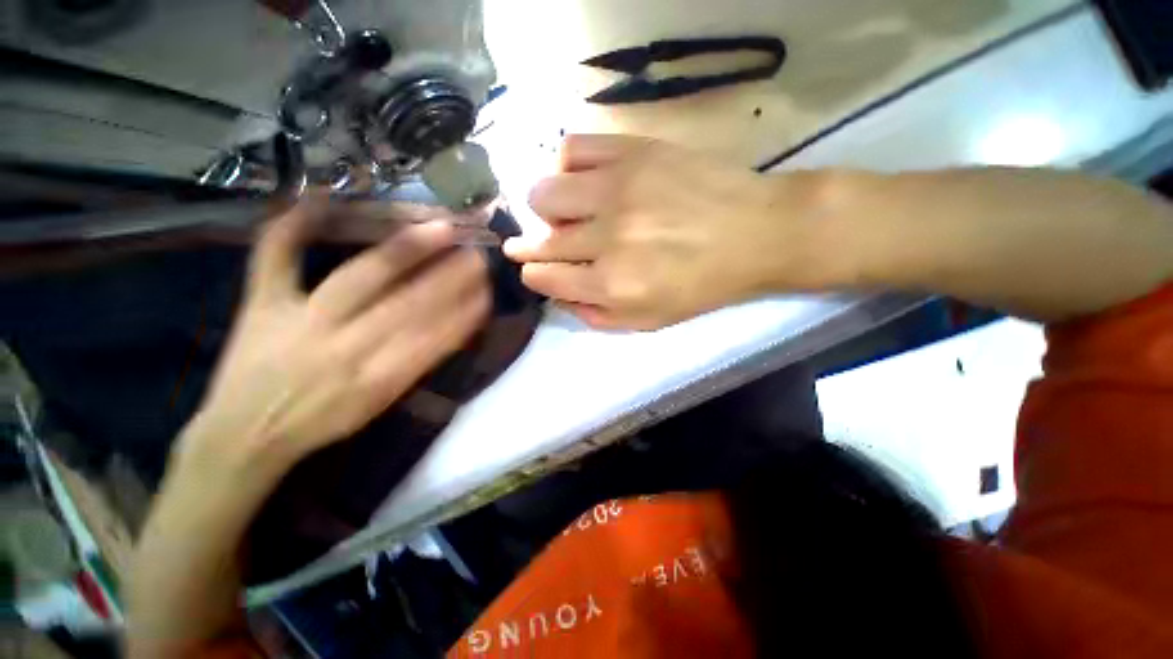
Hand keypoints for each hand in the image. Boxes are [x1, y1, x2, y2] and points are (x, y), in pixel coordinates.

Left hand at [178, 200, 490, 480]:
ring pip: (360, 277)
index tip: (487, 291)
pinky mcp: (261, 302)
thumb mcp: (379, 404)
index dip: (464, 314)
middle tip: (475, 254)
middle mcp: (342, 348)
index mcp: (374, 380)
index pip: (433, 339)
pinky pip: (276, 256)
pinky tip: (323, 197)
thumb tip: (453, 326)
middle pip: (405, 304)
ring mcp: (298, 319)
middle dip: (447, 277)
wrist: (244, 433)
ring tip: (441, 230)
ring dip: (407, 251)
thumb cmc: (322, 420)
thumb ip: (417, 364)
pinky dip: (295, 225)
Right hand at [504, 135, 826, 329]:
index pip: (541, 276)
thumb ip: (595, 315)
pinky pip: (572, 149)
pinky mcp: (632, 150)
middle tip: (551, 242)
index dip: (534, 273)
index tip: (537, 268)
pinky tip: (587, 180)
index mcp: (611, 284)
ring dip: (549, 209)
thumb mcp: (648, 321)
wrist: (756, 233)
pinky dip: (569, 167)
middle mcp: (606, 237)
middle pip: (539, 238)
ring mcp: (617, 188)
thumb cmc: (701, 285)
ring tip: (572, 212)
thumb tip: (559, 294)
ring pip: (543, 193)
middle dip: (533, 245)